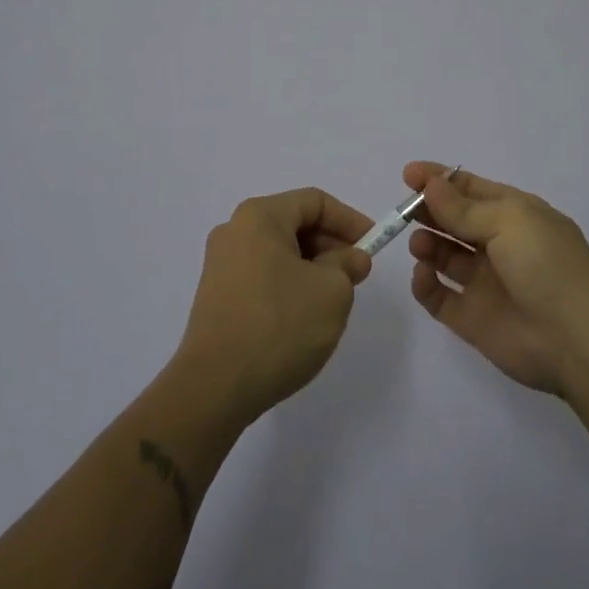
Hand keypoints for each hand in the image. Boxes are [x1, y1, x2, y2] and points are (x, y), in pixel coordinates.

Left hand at [173, 187, 374, 426]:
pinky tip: (303, 317)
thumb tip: (350, 258)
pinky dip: (289, 285)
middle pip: (294, 224)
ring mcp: (220, 264)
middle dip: (330, 245)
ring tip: (333, 300)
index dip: (349, 220)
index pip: (314, 201)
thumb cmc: (279, 325)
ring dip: (312, 268)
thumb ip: (347, 265)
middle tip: (357, 275)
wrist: (215, 387)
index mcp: (260, 216)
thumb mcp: (332, 291)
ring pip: (279, 252)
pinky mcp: (216, 296)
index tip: (373, 246)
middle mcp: (234, 230)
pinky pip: (262, 276)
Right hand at [405, 161, 588, 399]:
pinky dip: (425, 285)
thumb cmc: (547, 265)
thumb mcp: (509, 222)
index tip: (408, 175)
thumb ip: (463, 208)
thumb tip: (430, 185)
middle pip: (454, 221)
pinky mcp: (473, 319)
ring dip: (427, 244)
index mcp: (514, 214)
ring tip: (420, 244)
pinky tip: (423, 275)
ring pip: (445, 256)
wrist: (579, 341)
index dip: (439, 180)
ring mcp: (485, 283)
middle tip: (405, 211)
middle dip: (428, 211)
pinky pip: (440, 297)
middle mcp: (499, 245)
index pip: (470, 189)